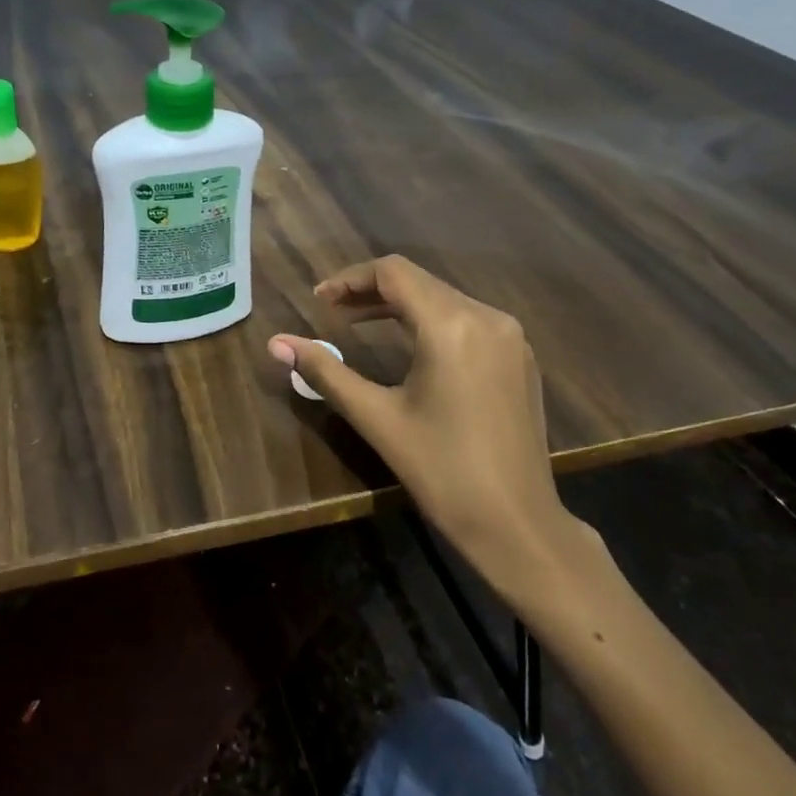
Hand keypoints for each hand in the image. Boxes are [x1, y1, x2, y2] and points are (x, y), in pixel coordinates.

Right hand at [269, 256, 588, 604]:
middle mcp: (487, 317)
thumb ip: (325, 372)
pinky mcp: (520, 358)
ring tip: (359, 325)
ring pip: (444, 299)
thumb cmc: (440, 470)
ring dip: (400, 305)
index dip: (350, 279)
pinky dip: (430, 322)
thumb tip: (276, 344)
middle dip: (371, 291)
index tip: (319, 301)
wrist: (516, 523)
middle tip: (331, 313)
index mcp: (451, 326)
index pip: (394, 273)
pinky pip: (468, 320)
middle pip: (419, 281)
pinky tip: (409, 347)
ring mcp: (511, 337)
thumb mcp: (375, 417)